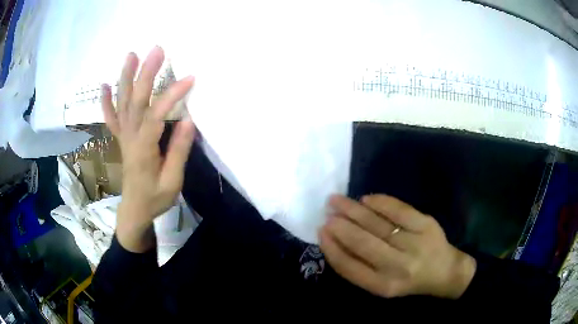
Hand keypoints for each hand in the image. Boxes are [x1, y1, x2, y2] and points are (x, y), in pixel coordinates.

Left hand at [101, 46, 194, 251]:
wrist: (134, 210)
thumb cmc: (155, 199)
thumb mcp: (172, 181)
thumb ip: (178, 151)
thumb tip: (188, 120)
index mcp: (143, 149)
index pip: (155, 116)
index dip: (171, 96)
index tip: (189, 79)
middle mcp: (129, 137)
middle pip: (135, 101)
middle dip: (145, 73)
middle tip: (157, 50)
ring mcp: (122, 136)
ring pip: (121, 103)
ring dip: (125, 77)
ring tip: (131, 55)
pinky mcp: (120, 138)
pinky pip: (110, 117)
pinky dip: (106, 101)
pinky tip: (104, 85)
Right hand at [319, 194, 475, 298]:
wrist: (444, 272)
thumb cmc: (408, 280)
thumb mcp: (381, 285)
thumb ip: (359, 268)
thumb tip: (334, 240)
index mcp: (383, 286)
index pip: (349, 266)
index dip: (331, 247)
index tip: (321, 231)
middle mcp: (398, 267)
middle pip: (362, 242)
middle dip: (340, 226)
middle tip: (327, 212)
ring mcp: (414, 244)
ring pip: (377, 224)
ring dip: (354, 210)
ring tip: (337, 200)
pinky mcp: (426, 224)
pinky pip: (399, 210)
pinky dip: (380, 202)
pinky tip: (366, 199)